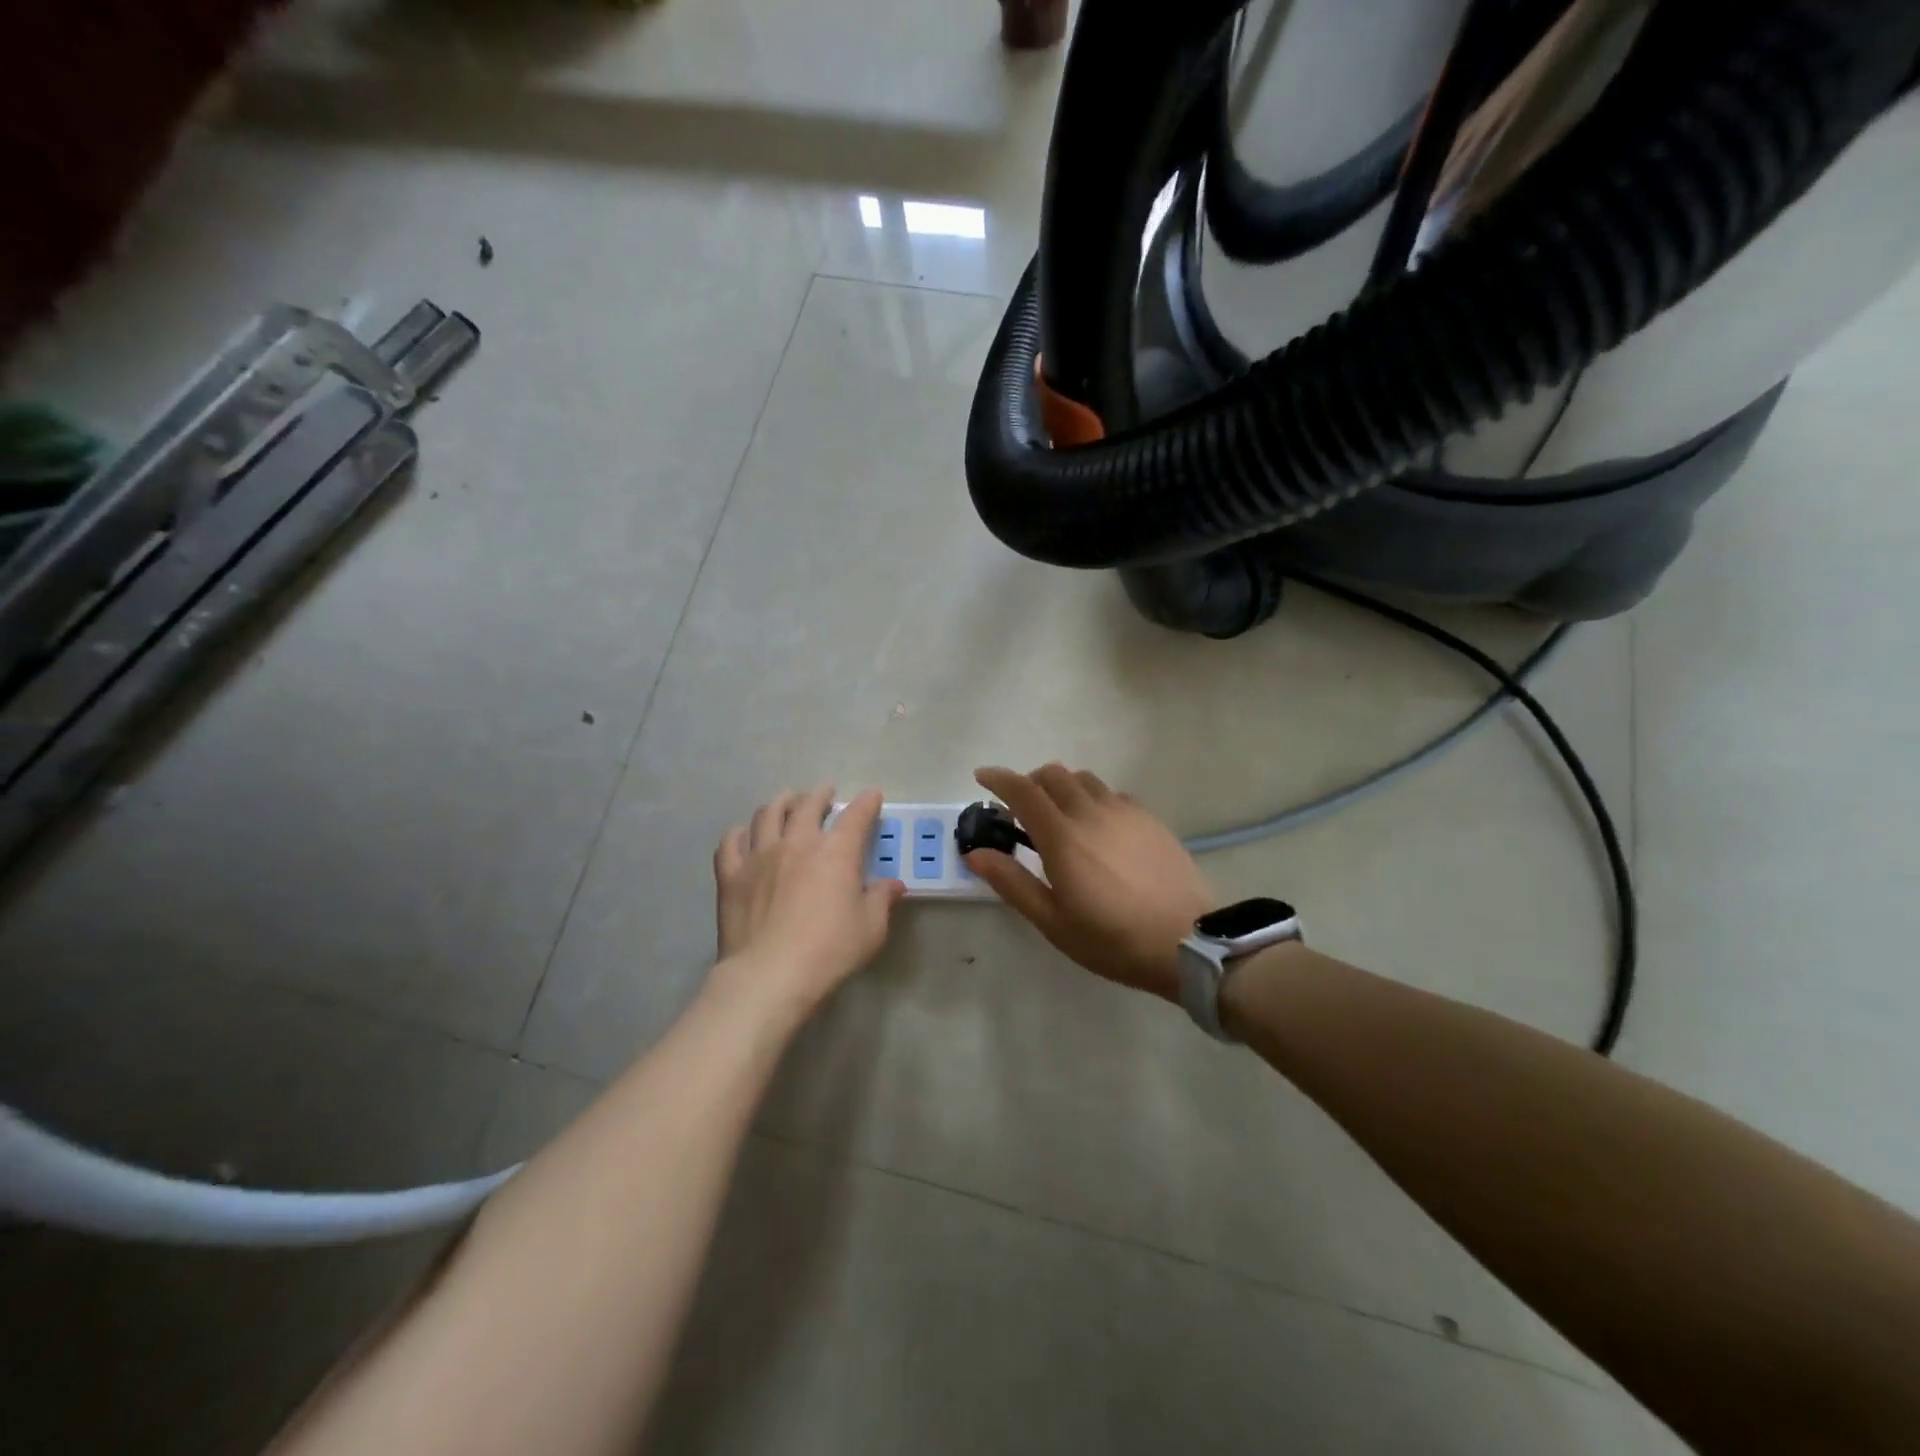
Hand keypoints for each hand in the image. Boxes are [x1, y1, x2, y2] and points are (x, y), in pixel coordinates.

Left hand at [712, 786, 905, 1015]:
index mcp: (836, 852)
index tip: (872, 796)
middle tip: (825, 794)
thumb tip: (894, 885)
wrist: (769, 975)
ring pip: (767, 814)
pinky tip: (743, 835)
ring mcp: (759, 855)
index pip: (856, 816)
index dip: (867, 803)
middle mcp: (797, 843)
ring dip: (780, 803)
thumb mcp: (870, 929)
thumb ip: (881, 901)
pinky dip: (739, 833)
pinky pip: (731, 843)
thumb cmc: (828, 951)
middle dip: (820, 795)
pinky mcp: (731, 875)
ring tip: (786, 802)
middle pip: (807, 805)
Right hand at [965, 764, 1215, 1000]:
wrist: (1189, 941)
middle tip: (1021, 809)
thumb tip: (975, 853)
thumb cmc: (1112, 940)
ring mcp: (1125, 812)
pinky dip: (1092, 797)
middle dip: (1029, 782)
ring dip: (1062, 786)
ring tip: (1059, 815)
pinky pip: (1112, 793)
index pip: (1022, 790)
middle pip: (1052, 774)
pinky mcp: (1149, 819)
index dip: (998, 779)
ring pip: (1084, 779)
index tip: (982, 777)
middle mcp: (1091, 812)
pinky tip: (1097, 826)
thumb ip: (1012, 882)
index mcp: (1062, 837)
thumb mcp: (1053, 922)